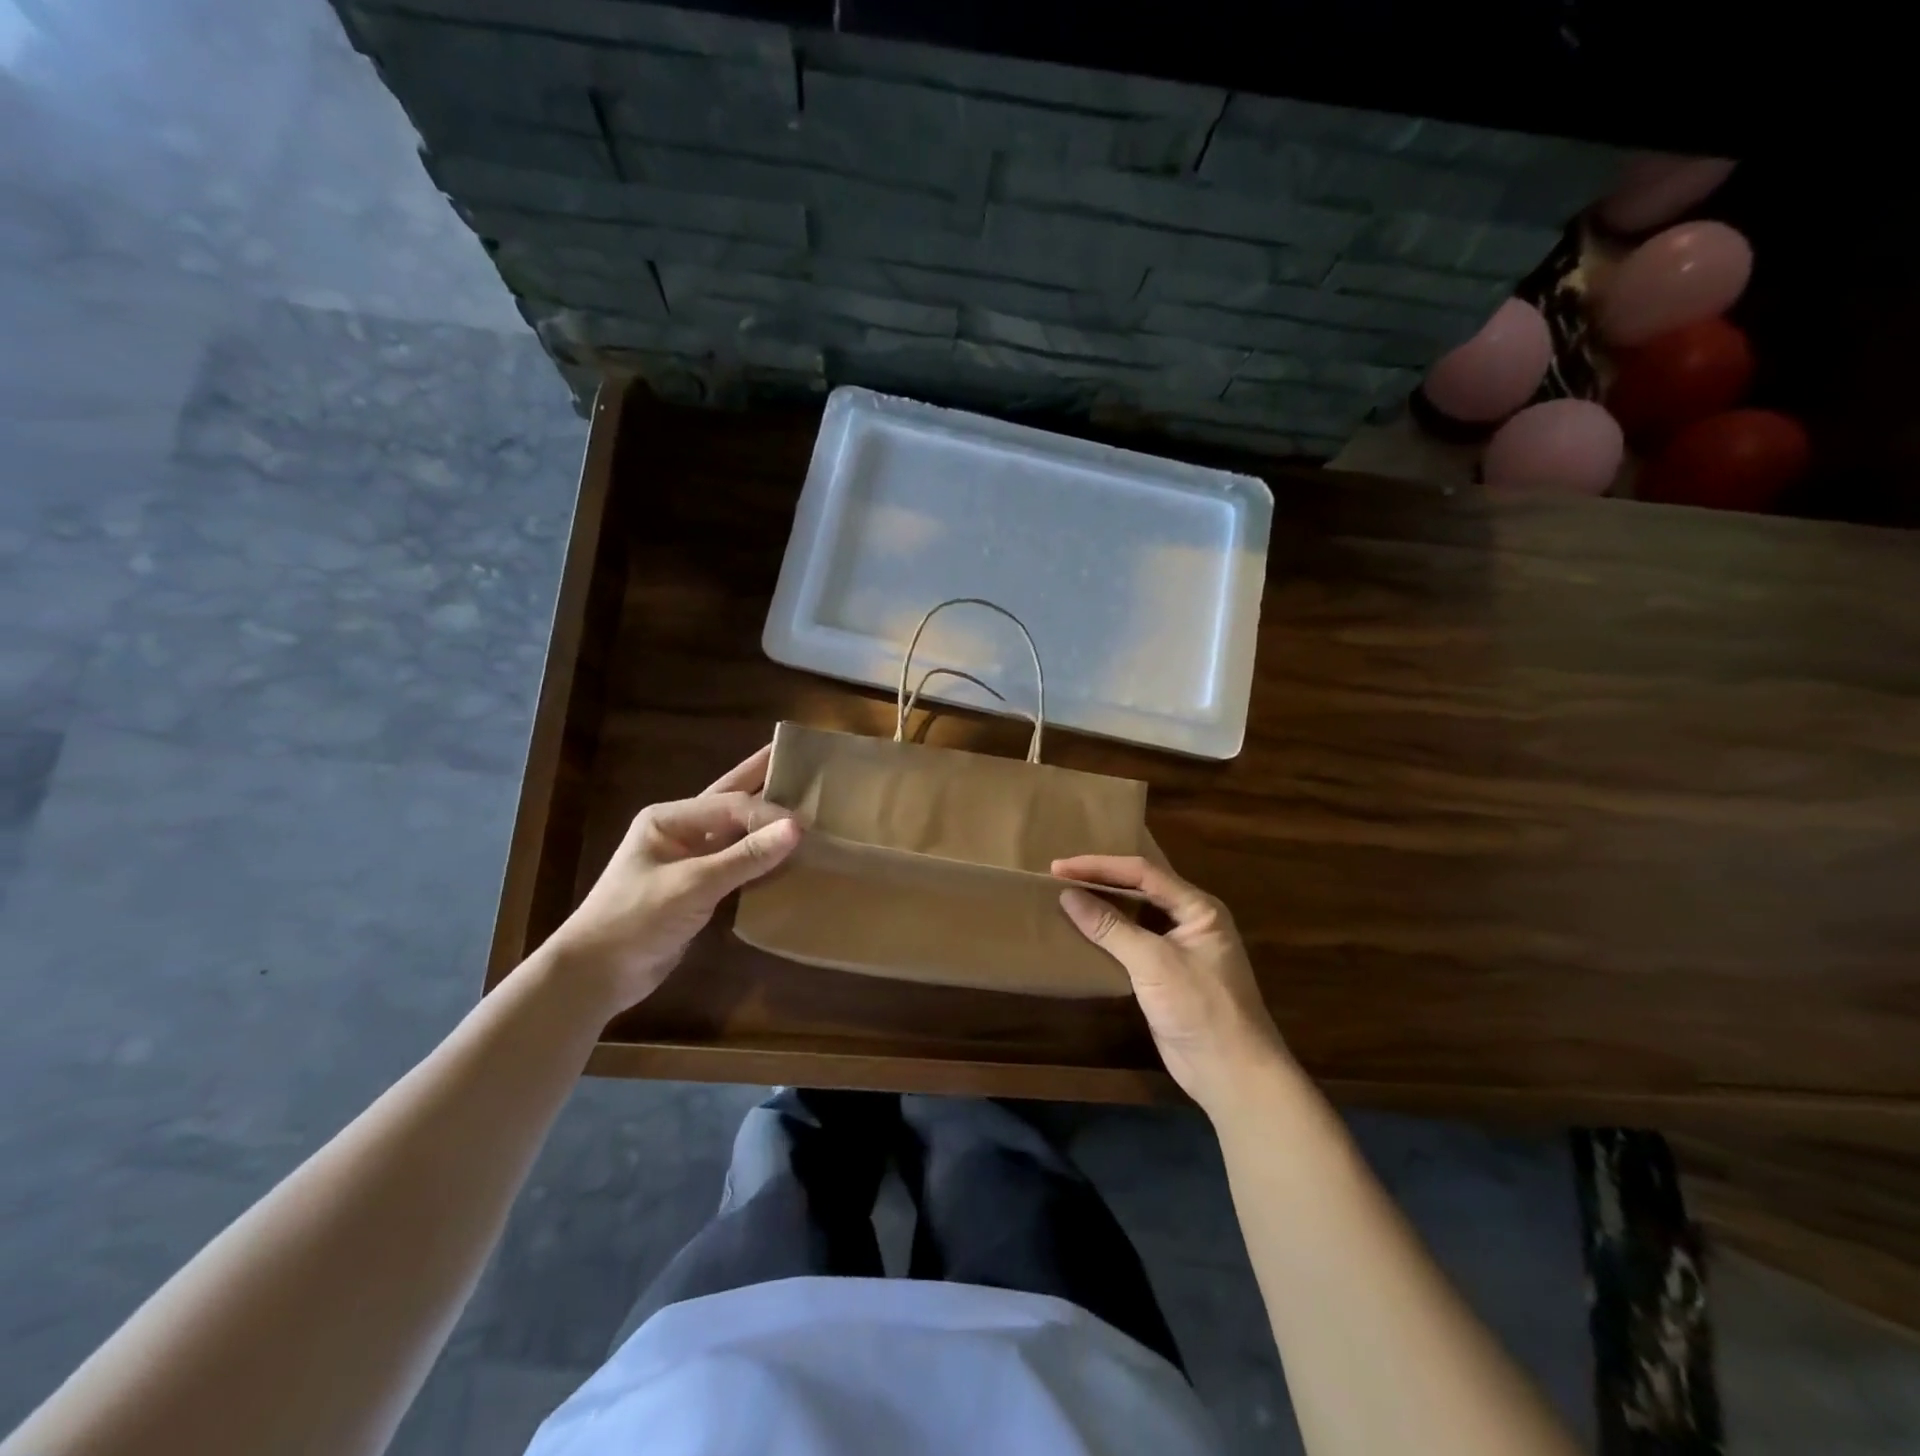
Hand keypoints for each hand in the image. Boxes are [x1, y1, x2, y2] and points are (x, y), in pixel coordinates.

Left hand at [542, 746, 799, 1013]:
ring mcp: (690, 860)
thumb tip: (796, 828)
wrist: (596, 975)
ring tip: (803, 799)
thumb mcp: (692, 885)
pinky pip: (739, 863)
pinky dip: (763, 856)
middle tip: (800, 759)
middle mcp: (681, 831)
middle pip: (731, 799)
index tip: (805, 825)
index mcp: (670, 819)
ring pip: (738, 831)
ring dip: (767, 820)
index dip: (768, 811)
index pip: (730, 804)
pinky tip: (787, 852)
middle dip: (763, 779)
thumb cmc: (635, 919)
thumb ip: (745, 856)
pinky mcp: (700, 888)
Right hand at [1054, 855, 1289, 1119]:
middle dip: (1100, 880)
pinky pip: (1131, 943)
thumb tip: (1068, 895)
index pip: (1143, 873)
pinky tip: (1081, 933)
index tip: (1060, 867)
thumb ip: (1111, 927)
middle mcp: (1189, 920)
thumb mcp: (1154, 963)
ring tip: (1064, 898)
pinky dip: (1106, 935)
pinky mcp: (1164, 975)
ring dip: (1101, 906)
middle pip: (1139, 888)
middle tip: (1058, 877)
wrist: (1231, 1074)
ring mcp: (1178, 948)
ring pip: (1134, 915)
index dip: (1100, 866)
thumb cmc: (1201, 1008)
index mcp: (1198, 907)